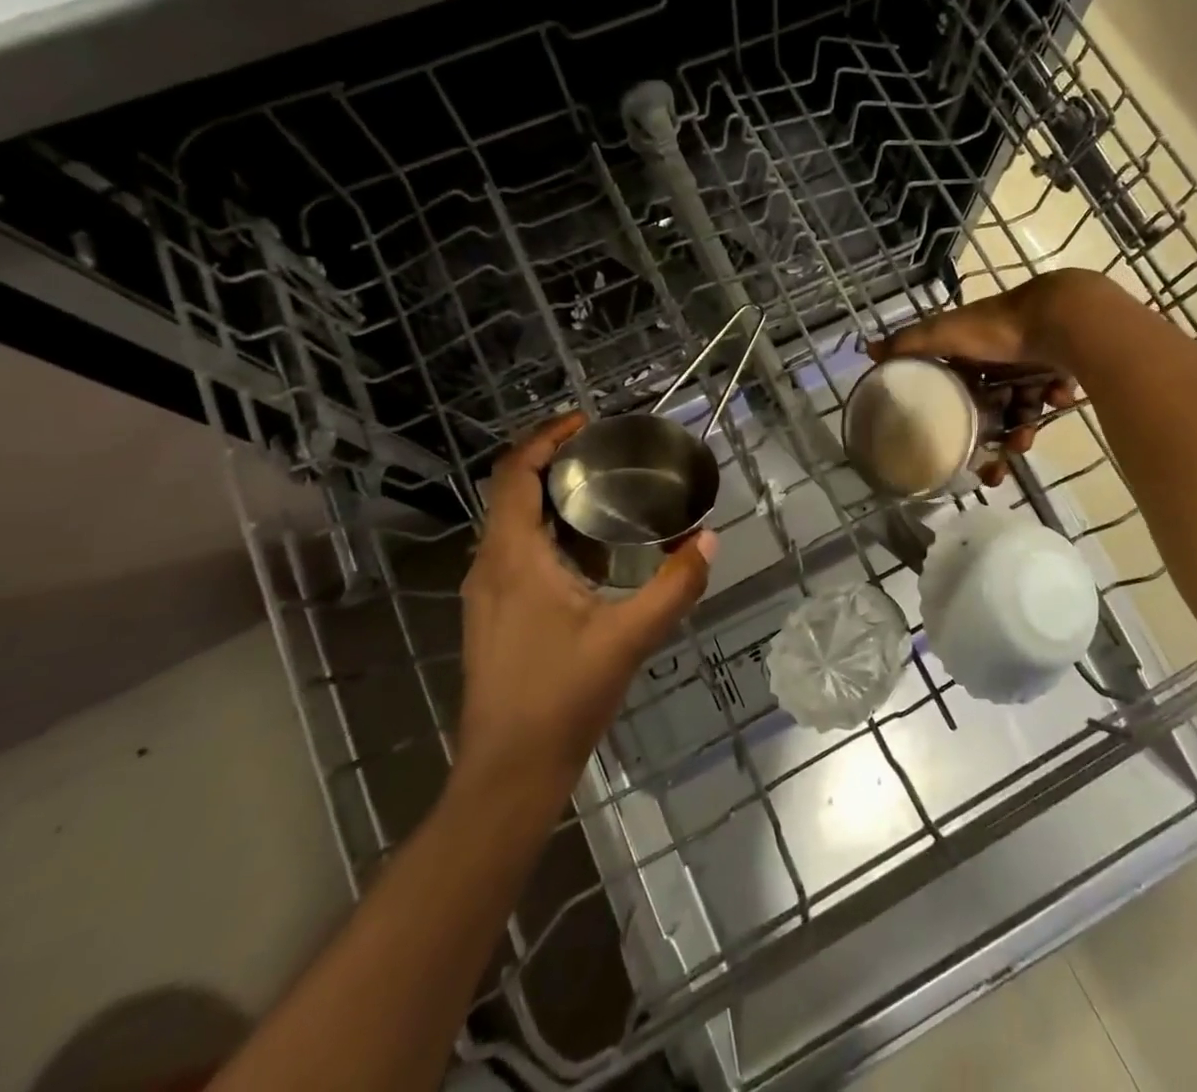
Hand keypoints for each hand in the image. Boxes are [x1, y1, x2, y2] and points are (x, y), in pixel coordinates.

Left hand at [455, 413, 715, 793]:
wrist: (509, 773)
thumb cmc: (562, 698)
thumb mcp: (629, 637)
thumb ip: (674, 586)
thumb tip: (709, 540)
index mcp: (512, 557)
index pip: (515, 473)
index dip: (545, 438)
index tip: (586, 422)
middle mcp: (489, 565)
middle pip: (515, 493)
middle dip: (559, 466)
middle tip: (611, 456)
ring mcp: (486, 593)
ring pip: (516, 526)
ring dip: (558, 504)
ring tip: (610, 498)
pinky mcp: (494, 616)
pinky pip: (519, 555)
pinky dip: (553, 538)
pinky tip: (595, 558)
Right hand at [866, 272, 1085, 485]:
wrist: (1061, 317)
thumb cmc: (997, 329)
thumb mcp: (946, 335)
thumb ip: (910, 344)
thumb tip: (868, 349)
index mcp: (970, 348)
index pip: (958, 388)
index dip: (955, 418)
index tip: (958, 450)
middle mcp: (999, 355)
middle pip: (991, 406)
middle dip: (992, 438)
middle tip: (996, 468)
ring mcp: (1033, 360)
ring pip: (1022, 407)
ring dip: (1021, 429)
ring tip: (1024, 444)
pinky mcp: (1064, 364)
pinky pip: (1052, 392)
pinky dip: (1051, 399)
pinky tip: (1055, 400)